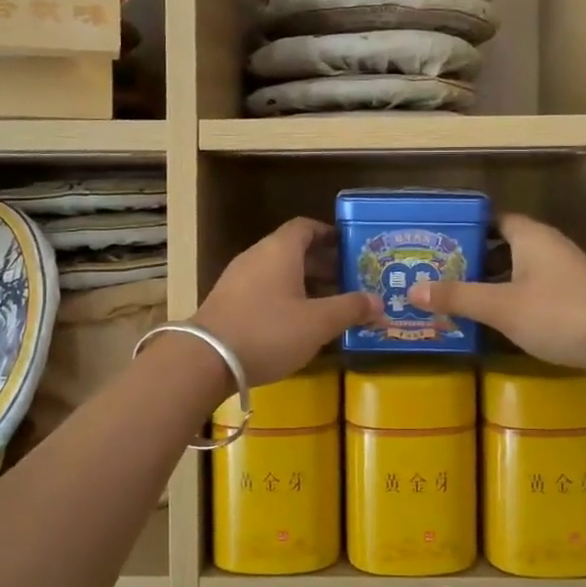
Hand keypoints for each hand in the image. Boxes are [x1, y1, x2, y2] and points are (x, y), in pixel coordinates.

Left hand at [196, 218, 377, 387]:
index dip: (329, 234)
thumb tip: (380, 302)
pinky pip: (263, 290)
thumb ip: (351, 309)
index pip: (306, 227)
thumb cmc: (268, 331)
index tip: (350, 247)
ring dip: (305, 284)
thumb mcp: (318, 323)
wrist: (205, 359)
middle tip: (349, 281)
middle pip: (293, 250)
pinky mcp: (227, 302)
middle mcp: (257, 256)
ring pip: (278, 272)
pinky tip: (298, 324)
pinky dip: (285, 298)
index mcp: (279, 250)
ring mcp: (238, 279)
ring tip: (329, 305)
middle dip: (323, 264)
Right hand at [408, 214, 585, 373]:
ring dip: (491, 282)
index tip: (436, 244)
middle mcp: (547, 246)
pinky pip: (531, 289)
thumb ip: (457, 297)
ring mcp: (563, 272)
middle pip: (502, 245)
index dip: (465, 230)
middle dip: (472, 259)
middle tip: (436, 274)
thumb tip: (412, 290)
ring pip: (517, 269)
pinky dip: (510, 298)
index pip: (492, 220)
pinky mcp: (573, 297)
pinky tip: (494, 319)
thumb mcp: (500, 306)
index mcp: (530, 236)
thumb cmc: (558, 313)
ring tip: (456, 297)